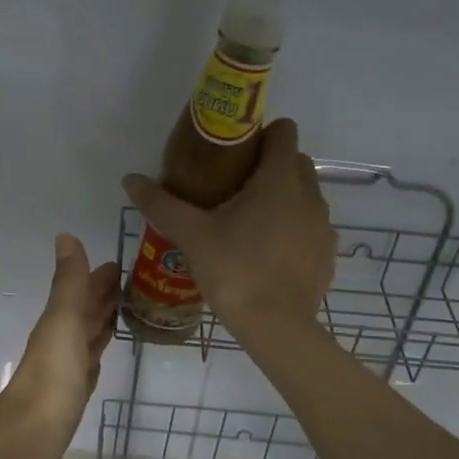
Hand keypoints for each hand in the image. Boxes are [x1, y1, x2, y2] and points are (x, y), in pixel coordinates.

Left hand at [0, 233, 118, 458]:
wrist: (29, 437)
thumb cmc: (52, 378)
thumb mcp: (63, 323)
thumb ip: (69, 283)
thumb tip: (66, 235)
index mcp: (59, 321)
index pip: (83, 291)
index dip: (100, 277)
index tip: (123, 264)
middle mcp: (61, 340)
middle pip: (86, 312)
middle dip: (105, 296)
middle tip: (135, 284)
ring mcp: (66, 368)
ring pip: (88, 336)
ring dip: (103, 321)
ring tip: (128, 311)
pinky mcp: (72, 394)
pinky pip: (88, 363)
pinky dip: (97, 351)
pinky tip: (103, 352)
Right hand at [122, 118, 333, 341]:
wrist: (276, 327)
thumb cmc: (234, 270)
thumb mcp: (191, 235)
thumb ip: (161, 203)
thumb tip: (130, 179)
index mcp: (279, 179)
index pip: (284, 131)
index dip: (261, 134)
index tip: (235, 152)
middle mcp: (309, 194)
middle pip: (296, 162)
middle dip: (270, 167)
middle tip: (235, 188)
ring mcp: (323, 225)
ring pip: (305, 195)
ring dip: (283, 199)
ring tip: (249, 224)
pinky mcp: (328, 253)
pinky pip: (311, 227)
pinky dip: (294, 229)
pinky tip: (268, 253)